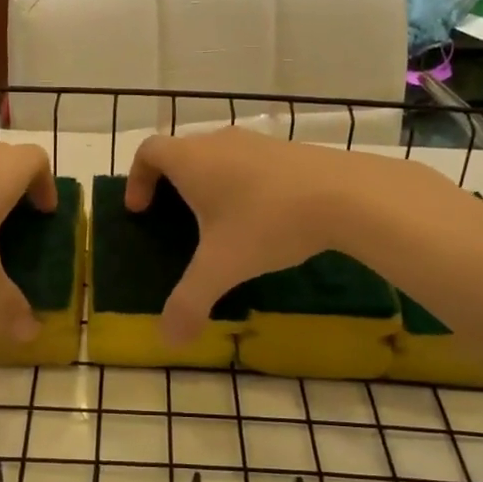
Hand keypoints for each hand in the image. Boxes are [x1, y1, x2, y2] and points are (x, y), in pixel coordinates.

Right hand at [125, 128, 353, 343]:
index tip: (140, 211)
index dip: (136, 179)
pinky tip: (262, 217)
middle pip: (181, 152)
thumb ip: (189, 302)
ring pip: (218, 156)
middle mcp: (219, 142)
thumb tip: (168, 340)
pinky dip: (242, 183)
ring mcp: (257, 141)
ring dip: (209, 183)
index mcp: (191, 160)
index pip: (147, 151)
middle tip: (175, 219)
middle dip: (171, 184)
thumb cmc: (267, 222)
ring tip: (219, 222)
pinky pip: (250, 162)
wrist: (347, 195)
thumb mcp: (222, 268)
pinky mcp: (289, 150)